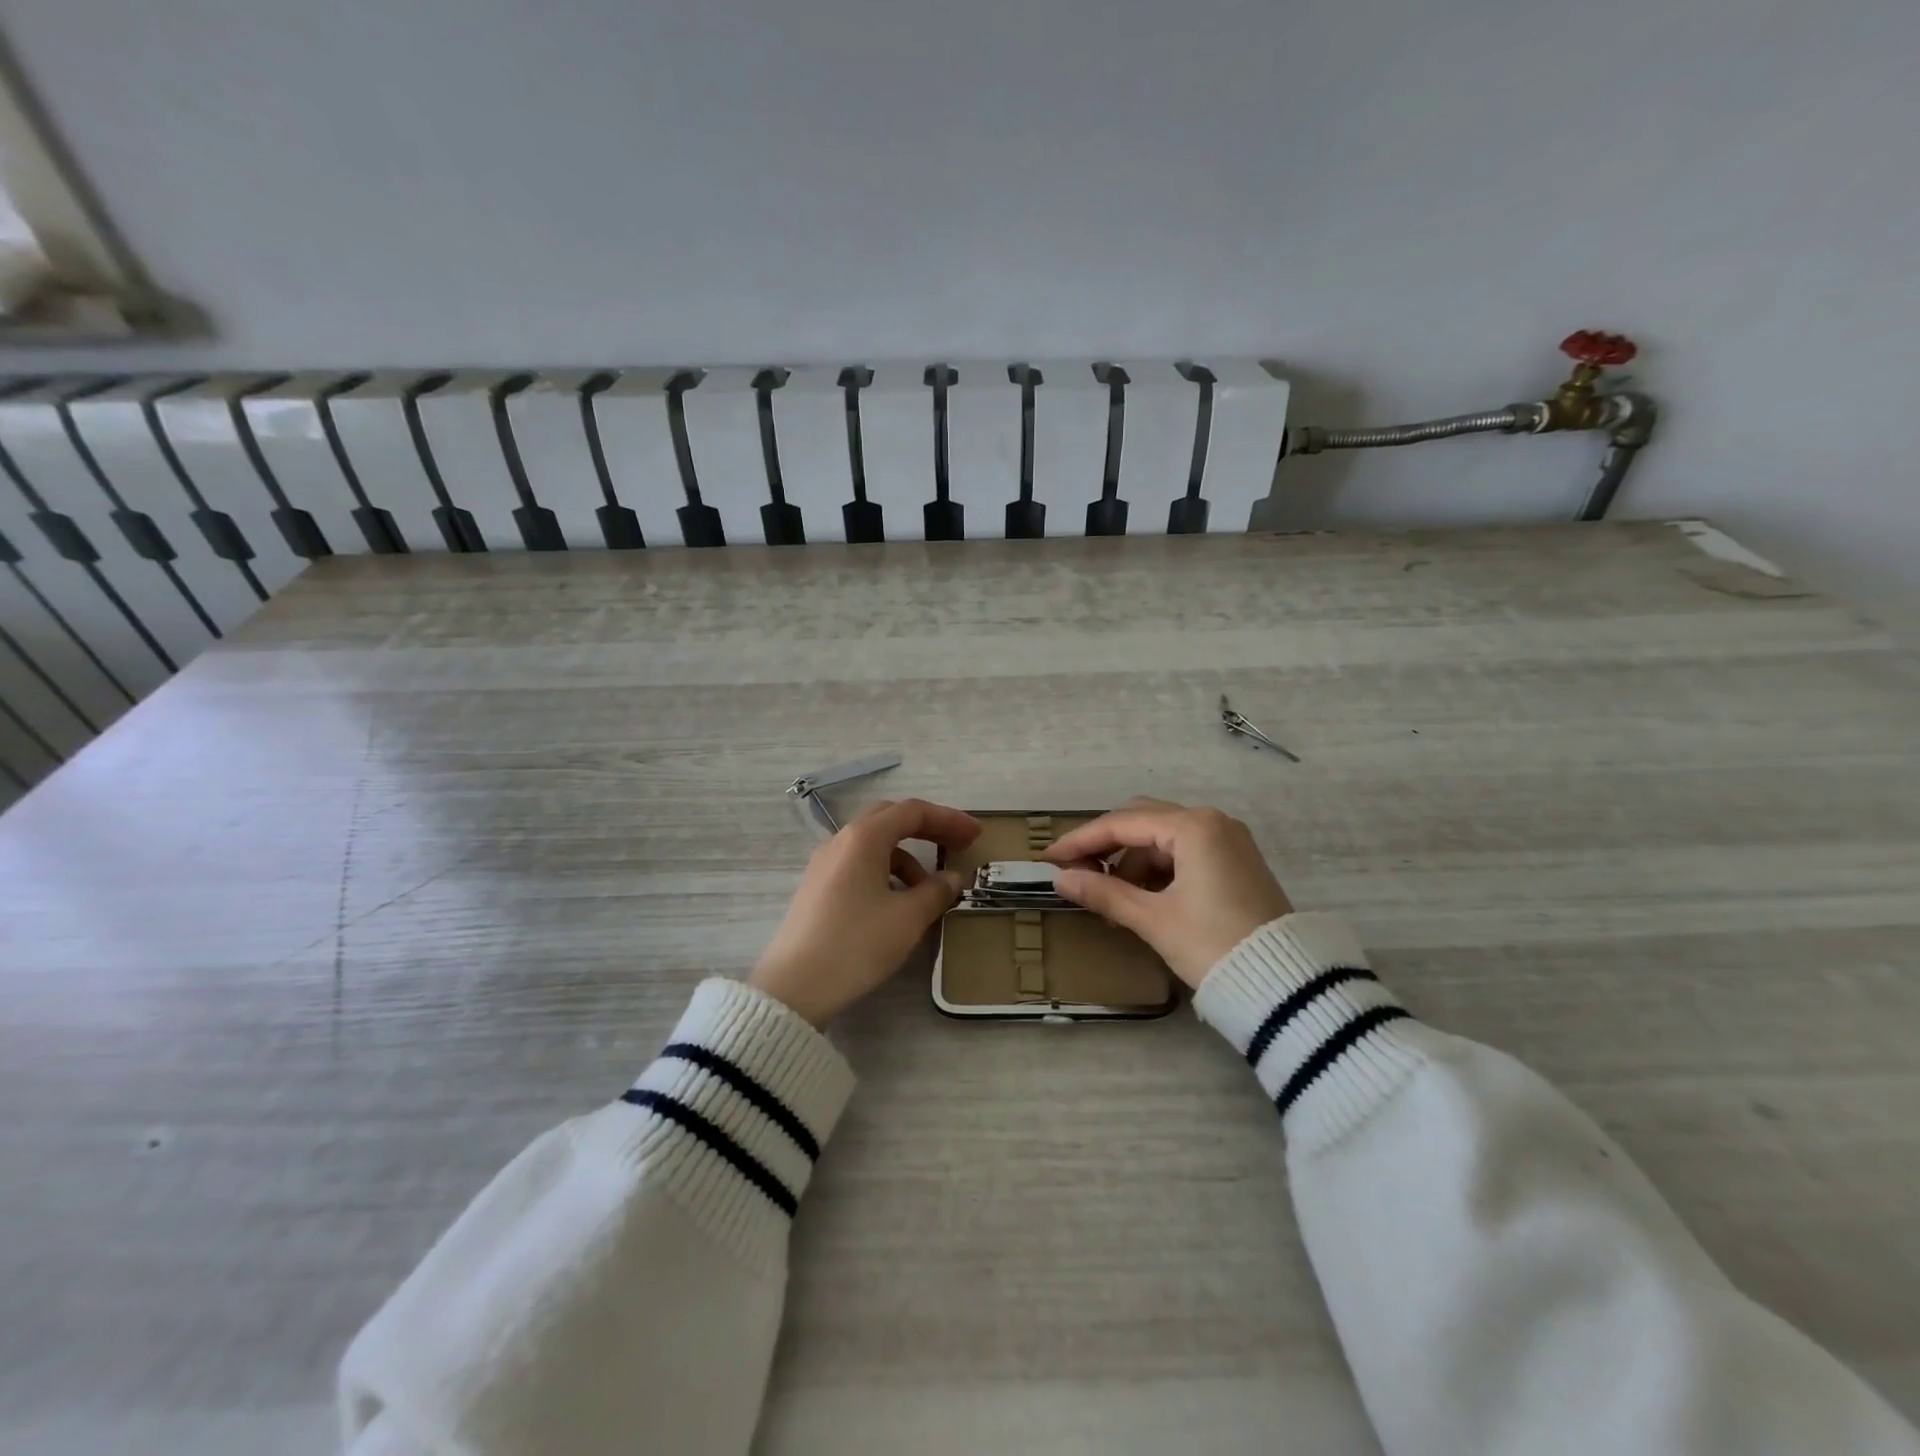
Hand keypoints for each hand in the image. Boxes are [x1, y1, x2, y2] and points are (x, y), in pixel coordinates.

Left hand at [750, 799, 981, 1026]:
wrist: (795, 986)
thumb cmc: (857, 944)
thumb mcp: (908, 918)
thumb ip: (937, 891)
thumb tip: (953, 876)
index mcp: (864, 838)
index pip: (913, 812)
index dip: (949, 819)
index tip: (975, 835)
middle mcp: (841, 841)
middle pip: (890, 819)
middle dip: (927, 830)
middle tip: (956, 847)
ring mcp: (824, 863)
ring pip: (874, 845)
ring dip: (906, 857)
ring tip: (928, 891)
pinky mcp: (817, 887)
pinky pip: (859, 865)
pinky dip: (886, 872)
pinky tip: (896, 903)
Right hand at [1043, 797, 1292, 987]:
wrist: (1288, 986)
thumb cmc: (1213, 945)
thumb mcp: (1153, 920)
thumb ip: (1104, 893)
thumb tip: (1062, 879)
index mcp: (1193, 826)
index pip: (1122, 823)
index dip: (1081, 840)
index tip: (1050, 858)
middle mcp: (1213, 821)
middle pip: (1142, 821)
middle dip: (1107, 847)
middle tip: (1078, 874)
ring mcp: (1228, 840)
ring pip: (1163, 839)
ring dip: (1132, 863)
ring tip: (1114, 903)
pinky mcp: (1236, 861)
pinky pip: (1185, 853)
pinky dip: (1158, 871)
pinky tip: (1144, 901)